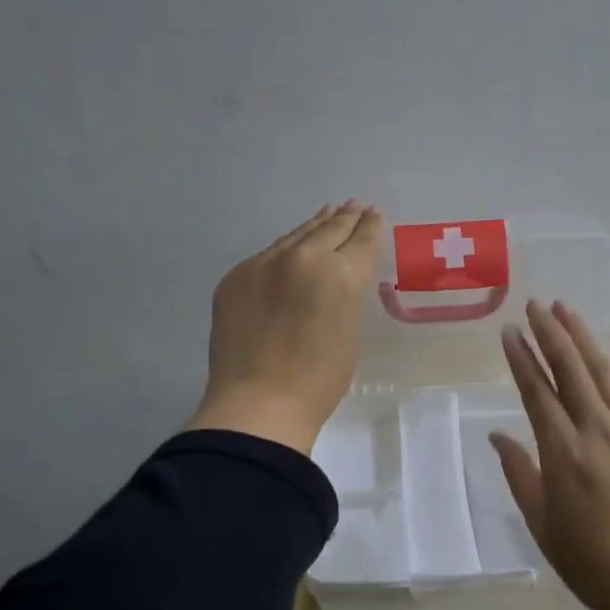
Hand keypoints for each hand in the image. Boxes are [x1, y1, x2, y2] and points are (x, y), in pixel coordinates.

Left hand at [185, 201, 383, 454]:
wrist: (258, 403)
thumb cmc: (320, 379)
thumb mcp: (351, 330)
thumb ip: (348, 293)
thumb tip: (340, 276)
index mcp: (341, 273)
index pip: (361, 240)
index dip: (370, 226)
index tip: (373, 213)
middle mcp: (303, 257)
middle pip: (329, 228)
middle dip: (345, 218)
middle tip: (354, 206)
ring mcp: (265, 263)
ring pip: (296, 235)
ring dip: (314, 225)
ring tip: (326, 214)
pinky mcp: (237, 276)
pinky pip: (268, 255)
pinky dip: (285, 250)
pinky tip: (291, 248)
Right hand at [490, 300, 609, 609]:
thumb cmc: (589, 560)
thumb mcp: (540, 522)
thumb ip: (519, 473)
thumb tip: (497, 436)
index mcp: (563, 452)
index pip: (537, 392)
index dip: (522, 358)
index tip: (510, 331)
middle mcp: (597, 431)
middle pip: (571, 370)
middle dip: (551, 333)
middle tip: (535, 305)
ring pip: (604, 373)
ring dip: (584, 338)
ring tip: (566, 310)